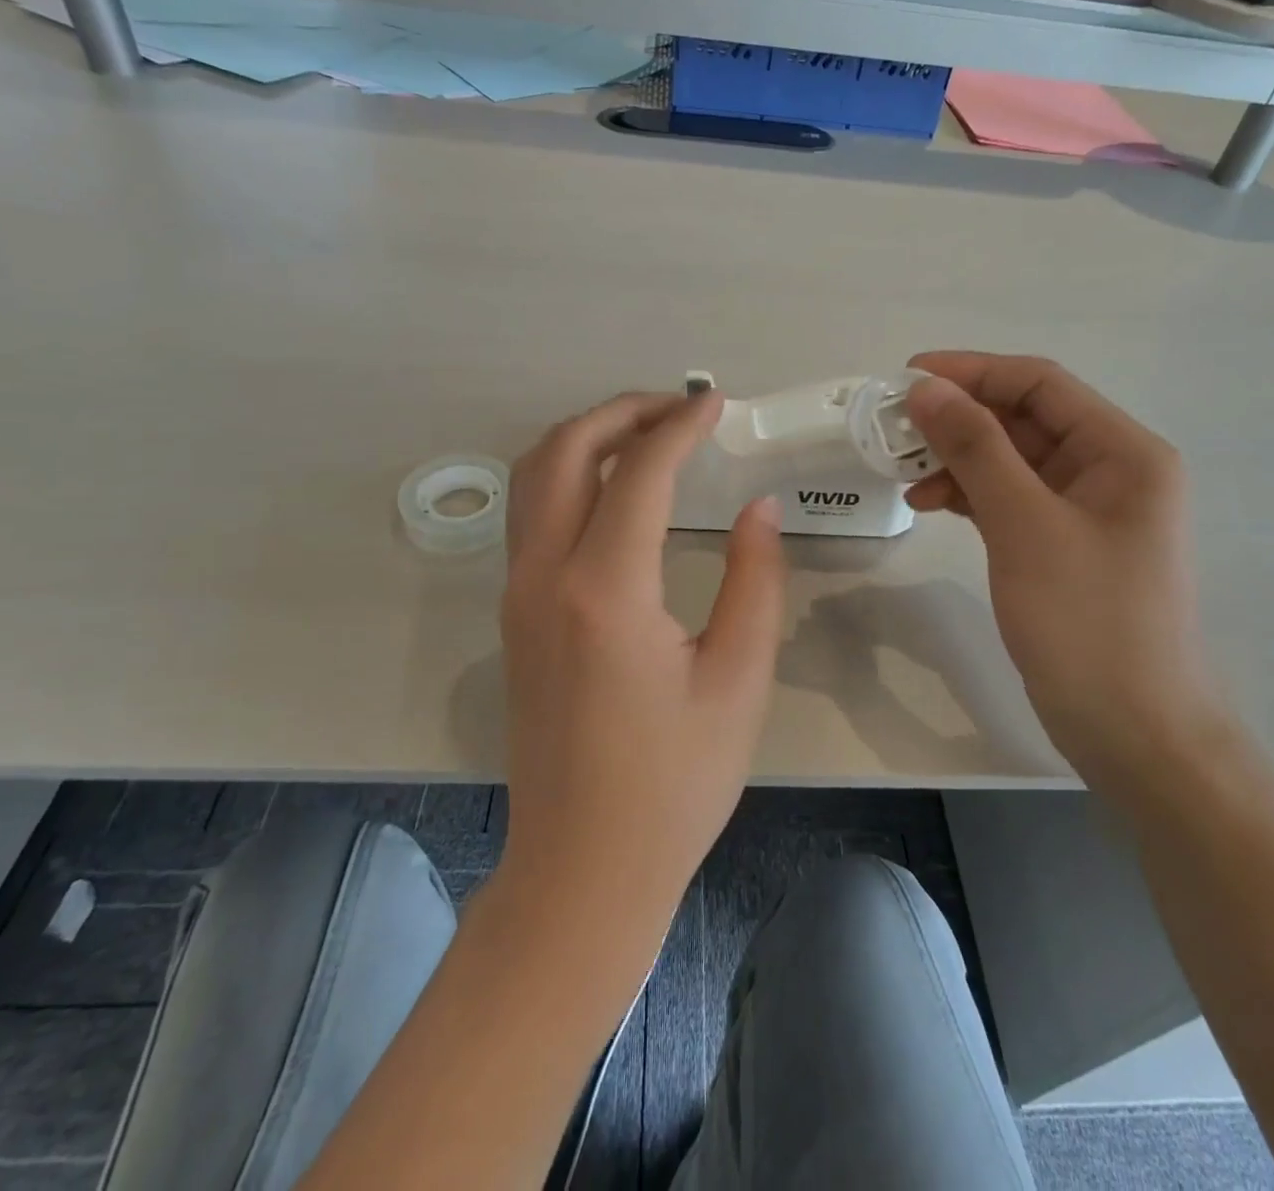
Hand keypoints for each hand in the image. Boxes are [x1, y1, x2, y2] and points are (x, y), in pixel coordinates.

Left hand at [497, 389, 785, 937]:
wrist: (583, 869)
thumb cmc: (673, 784)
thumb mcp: (738, 680)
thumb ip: (755, 580)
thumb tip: (761, 508)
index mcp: (605, 591)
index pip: (639, 472)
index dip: (680, 427)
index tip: (717, 404)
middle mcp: (543, 577)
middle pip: (563, 452)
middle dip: (621, 413)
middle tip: (678, 410)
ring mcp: (516, 595)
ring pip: (533, 477)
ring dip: (586, 439)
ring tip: (646, 438)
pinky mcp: (512, 617)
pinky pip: (530, 516)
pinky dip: (567, 477)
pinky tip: (614, 493)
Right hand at [903, 352, 1219, 777]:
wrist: (1134, 732)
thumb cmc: (1088, 622)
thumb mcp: (1025, 525)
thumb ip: (976, 449)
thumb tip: (928, 389)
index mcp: (1123, 452)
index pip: (1040, 384)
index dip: (972, 371)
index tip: (907, 377)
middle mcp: (1110, 470)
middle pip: (1025, 420)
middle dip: (959, 419)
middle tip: (894, 428)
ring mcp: (1086, 511)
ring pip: (1011, 461)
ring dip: (958, 459)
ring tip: (903, 473)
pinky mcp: (1062, 546)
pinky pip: (1010, 499)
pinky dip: (970, 495)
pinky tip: (930, 503)